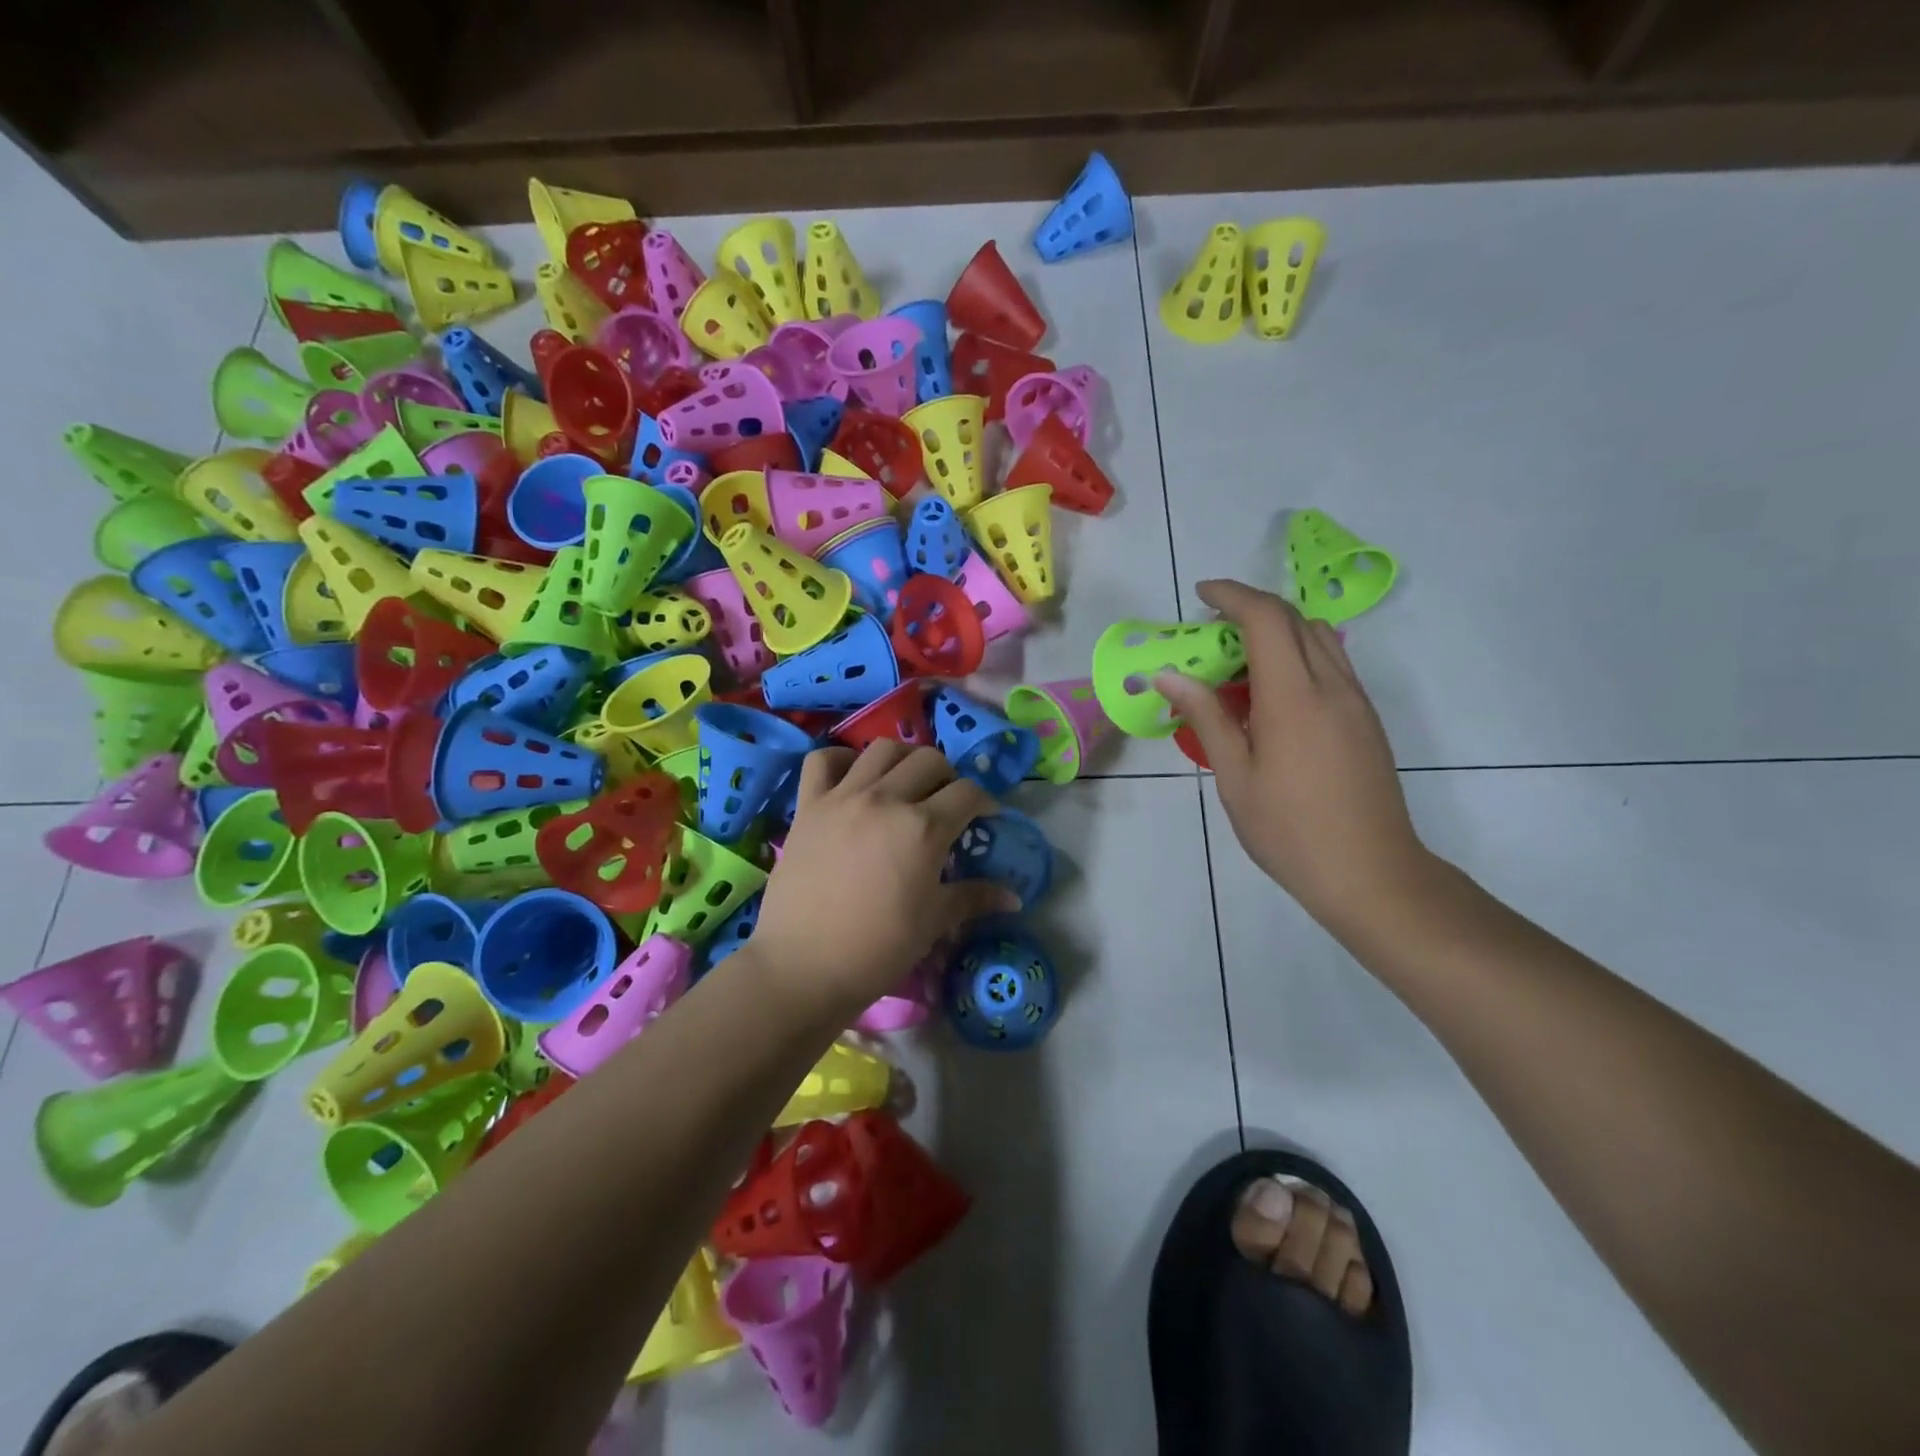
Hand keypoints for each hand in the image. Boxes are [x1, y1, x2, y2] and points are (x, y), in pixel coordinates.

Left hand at [746, 742, 1018, 1014]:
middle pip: (930, 759)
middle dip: (948, 776)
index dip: (984, 802)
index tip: (985, 818)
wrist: (804, 966)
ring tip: (905, 782)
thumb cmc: (878, 948)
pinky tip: (852, 777)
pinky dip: (840, 759)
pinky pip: (822, 760)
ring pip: (882, 748)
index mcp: (923, 828)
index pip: (968, 793)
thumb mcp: (934, 922)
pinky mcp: (808, 805)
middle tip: (945, 802)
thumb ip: (974, 898)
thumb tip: (1014, 897)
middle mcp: (886, 799)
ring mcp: (843, 797)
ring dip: (903, 759)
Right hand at [1157, 579, 1433, 931]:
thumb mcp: (1234, 777)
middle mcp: (1332, 685)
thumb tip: (1168, 674)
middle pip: (1294, 619)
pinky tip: (1271, 695)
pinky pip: (1332, 664)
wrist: (1371, 873)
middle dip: (1250, 610)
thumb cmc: (1289, 830)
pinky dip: (1298, 655)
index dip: (1232, 596)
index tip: (1201, 595)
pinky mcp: (1366, 719)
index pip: (1266, 619)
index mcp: (1294, 697)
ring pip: (1319, 638)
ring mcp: (1356, 701)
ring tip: (1238, 661)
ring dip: (1277, 631)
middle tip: (1211, 632)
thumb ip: (1206, 717)